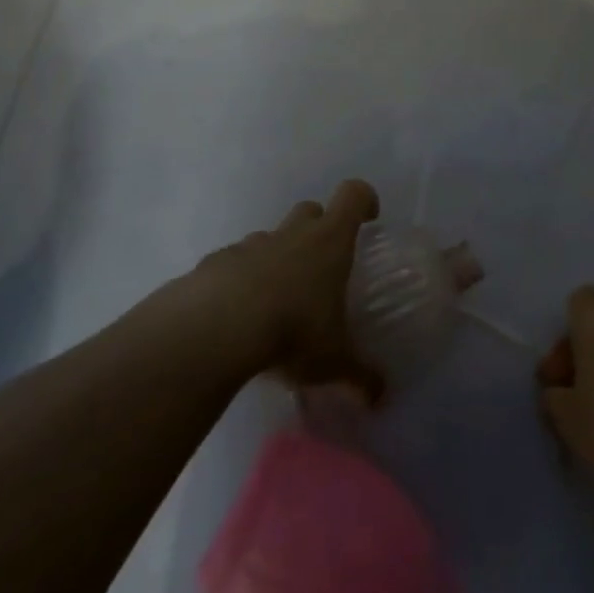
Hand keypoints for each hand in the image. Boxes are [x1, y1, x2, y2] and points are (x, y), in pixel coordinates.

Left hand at [167, 179, 383, 399]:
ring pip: (269, 238)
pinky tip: (234, 319)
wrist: (213, 330)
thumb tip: (380, 396)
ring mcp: (249, 246)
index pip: (353, 195)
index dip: (363, 200)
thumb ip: (359, 376)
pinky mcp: (212, 265)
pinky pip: (232, 265)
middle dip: (318, 229)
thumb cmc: (291, 331)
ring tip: (275, 302)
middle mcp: (291, 234)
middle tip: (321, 267)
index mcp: (328, 241)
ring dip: (276, 258)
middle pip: (309, 210)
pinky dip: (237, 282)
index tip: (369, 218)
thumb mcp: (333, 361)